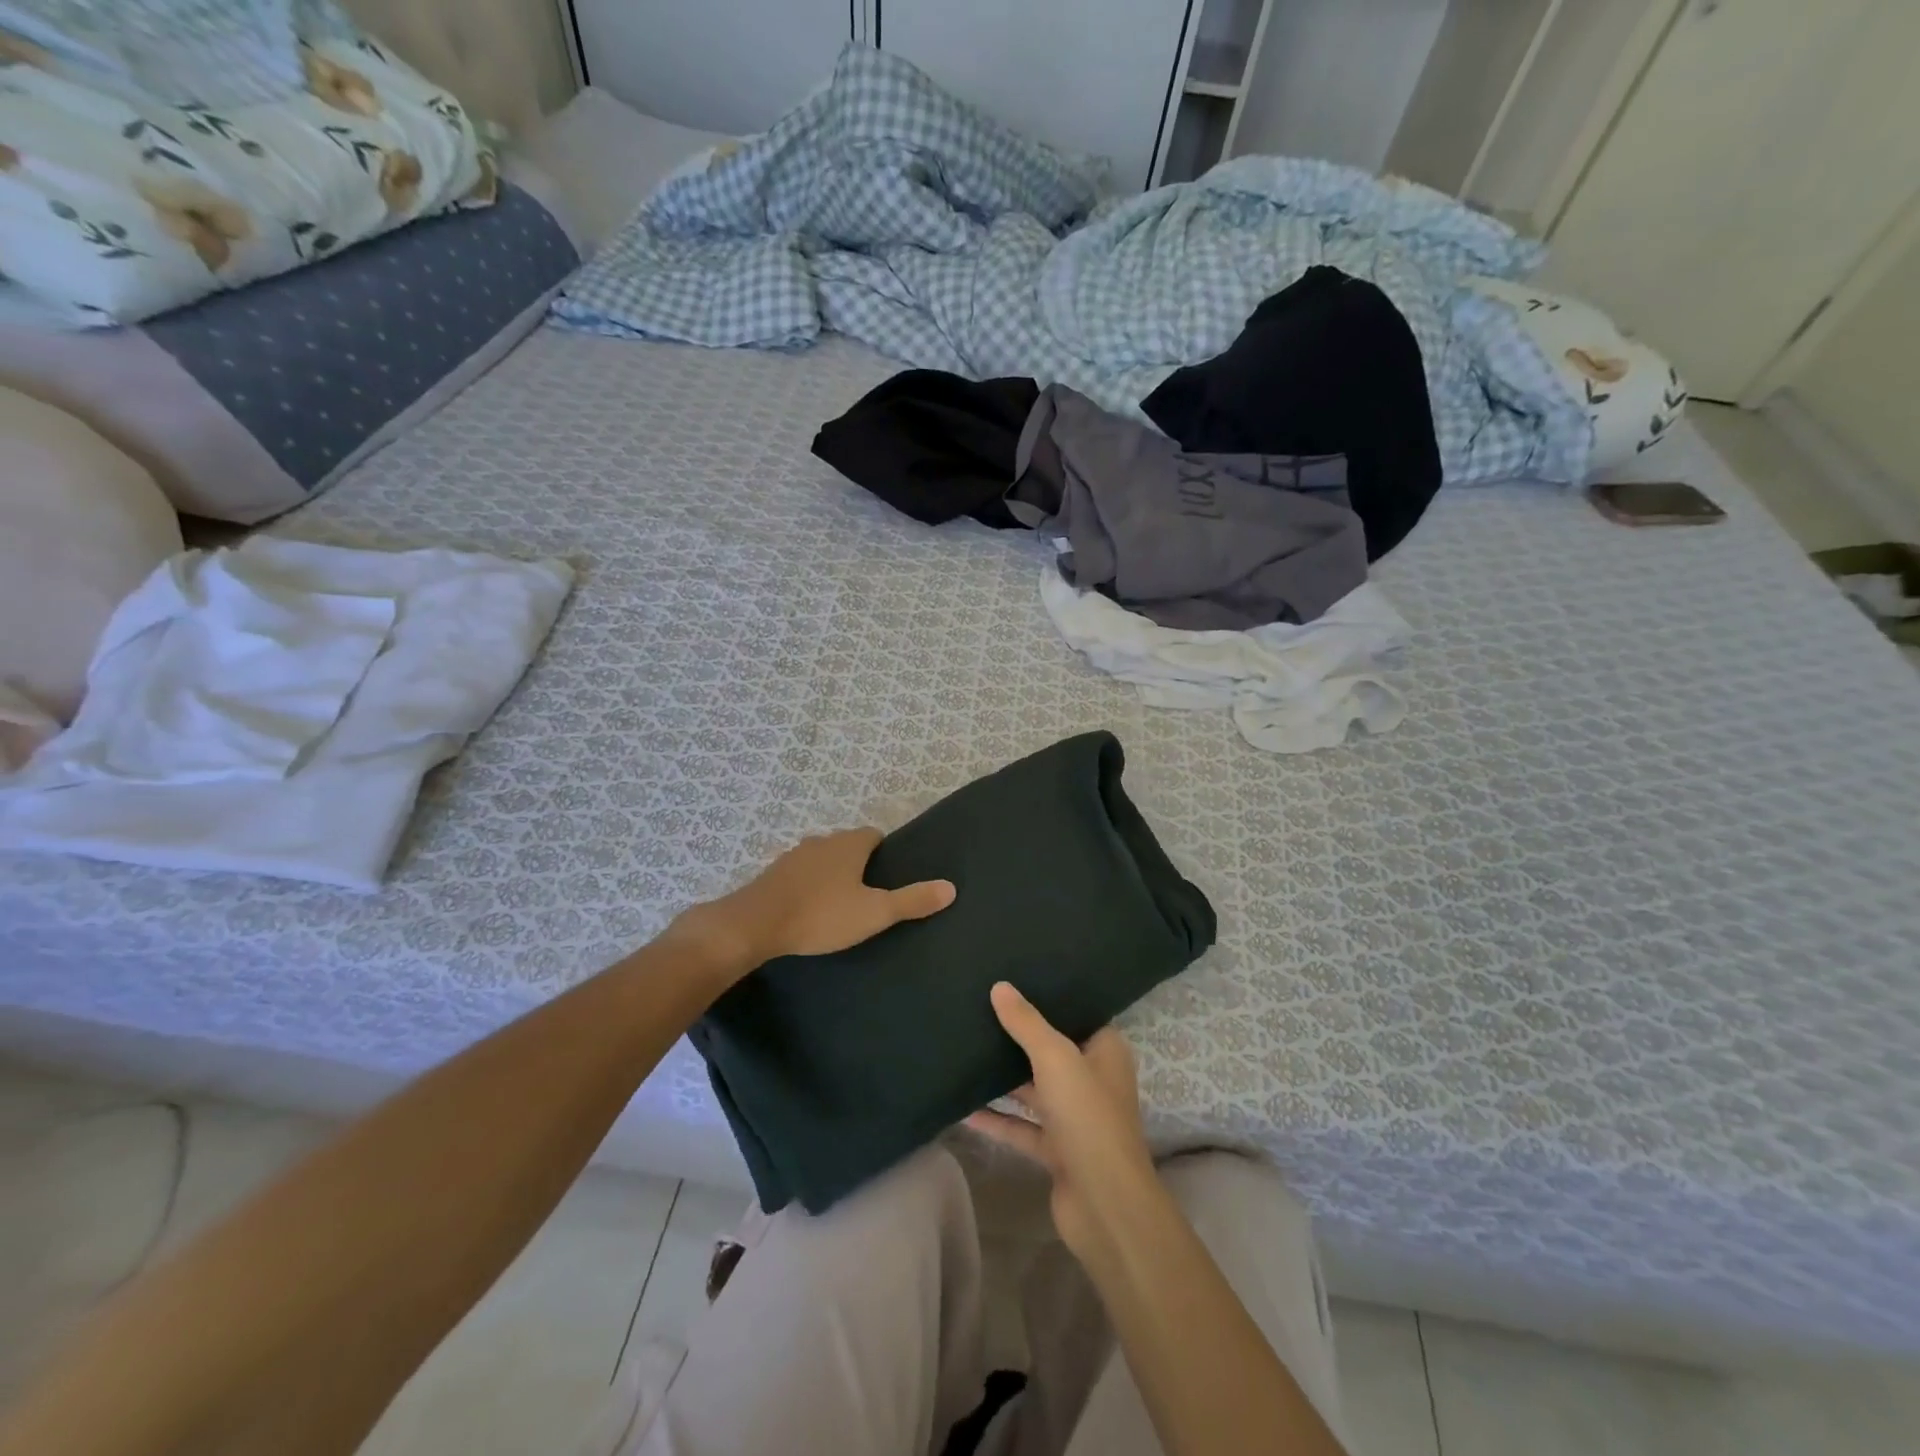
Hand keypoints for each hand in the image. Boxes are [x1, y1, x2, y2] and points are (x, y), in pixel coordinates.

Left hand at [673, 829, 954, 977]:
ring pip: (821, 858)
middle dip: (858, 863)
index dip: (884, 851)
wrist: (755, 924)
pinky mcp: (772, 874)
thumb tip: (951, 887)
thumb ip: (912, 901)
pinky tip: (809, 908)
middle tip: (868, 893)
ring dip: (831, 874)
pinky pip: (799, 874)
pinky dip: (808, 885)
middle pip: (847, 845)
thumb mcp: (874, 912)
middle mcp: (822, 841)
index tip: (889, 874)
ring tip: (839, 903)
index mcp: (849, 845)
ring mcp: (793, 856)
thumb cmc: (821, 915)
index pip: (873, 835)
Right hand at [966, 982, 1157, 1265]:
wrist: (1104, 1204)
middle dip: (1019, 1037)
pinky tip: (963, 1108)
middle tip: (980, 1010)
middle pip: (1051, 1051)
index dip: (1050, 1000)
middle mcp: (1093, 1080)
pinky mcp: (1056, 1150)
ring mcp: (1075, 1118)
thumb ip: (1026, 1023)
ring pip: (1034, 1090)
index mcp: (1105, 1052)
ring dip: (1004, 1078)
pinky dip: (997, 1119)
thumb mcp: (1055, 1057)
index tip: (1015, 981)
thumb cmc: (1088, 1116)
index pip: (1077, 1015)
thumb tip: (1000, 986)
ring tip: (966, 1052)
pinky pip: (1021, 1127)